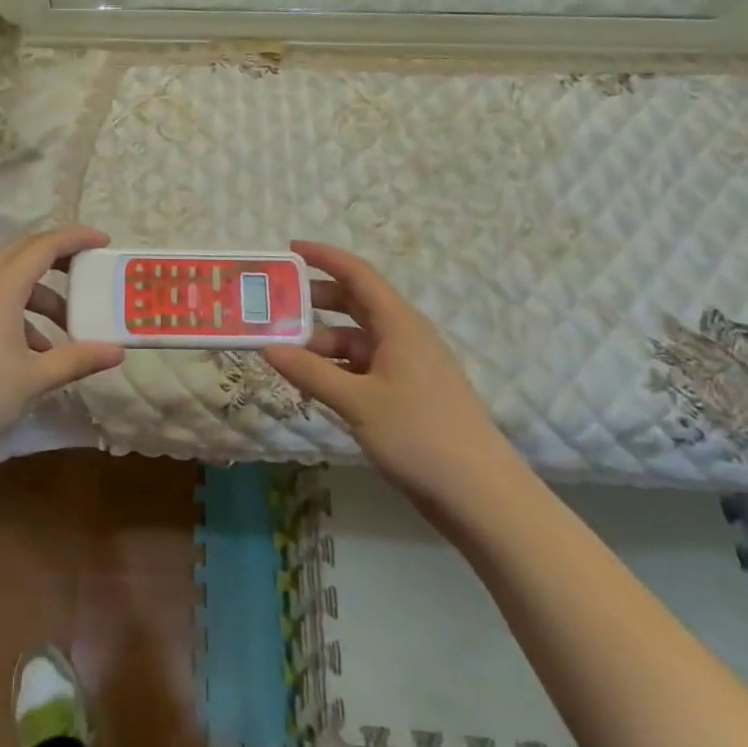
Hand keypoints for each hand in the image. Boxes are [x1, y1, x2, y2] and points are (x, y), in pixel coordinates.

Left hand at [0, 226, 124, 455]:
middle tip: (88, 273)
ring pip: (6, 277)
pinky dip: (15, 309)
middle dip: (59, 259)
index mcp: (2, 284)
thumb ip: (78, 359)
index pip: (46, 244)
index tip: (104, 241)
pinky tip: (28, 350)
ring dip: (38, 294)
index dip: (77, 238)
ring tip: (63, 330)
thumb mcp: (34, 377)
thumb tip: (118, 352)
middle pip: (24, 252)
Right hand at [264, 241, 519, 506]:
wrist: (481, 496)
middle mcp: (404, 336)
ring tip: (285, 353)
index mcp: (399, 324)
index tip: (290, 250)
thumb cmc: (420, 435)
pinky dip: (337, 369)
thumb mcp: (358, 402)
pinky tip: (314, 384)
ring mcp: (408, 367)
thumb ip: (310, 372)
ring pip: (357, 340)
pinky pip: (364, 367)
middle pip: (355, 304)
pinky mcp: (408, 395)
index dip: (324, 258)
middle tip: (276, 306)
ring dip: (323, 342)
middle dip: (316, 302)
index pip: (357, 274)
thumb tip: (267, 347)